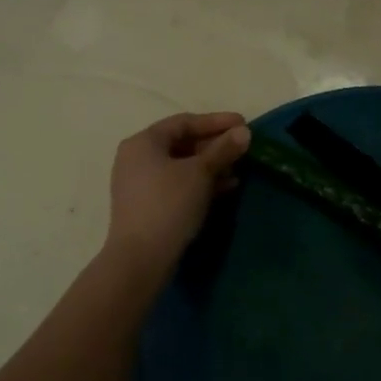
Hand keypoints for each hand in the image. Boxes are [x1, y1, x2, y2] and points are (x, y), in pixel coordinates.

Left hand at [103, 112, 250, 276]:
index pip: (184, 122)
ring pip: (181, 166)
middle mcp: (136, 157)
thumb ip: (223, 149)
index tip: (243, 123)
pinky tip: (224, 189)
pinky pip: (176, 184)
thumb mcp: (200, 173)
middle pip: (182, 143)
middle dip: (214, 146)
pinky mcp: (146, 205)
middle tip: (242, 148)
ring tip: (238, 171)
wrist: (140, 259)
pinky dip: (199, 183)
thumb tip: (244, 131)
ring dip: (210, 166)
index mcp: (144, 142)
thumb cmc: (169, 204)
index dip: (216, 121)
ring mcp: (139, 183)